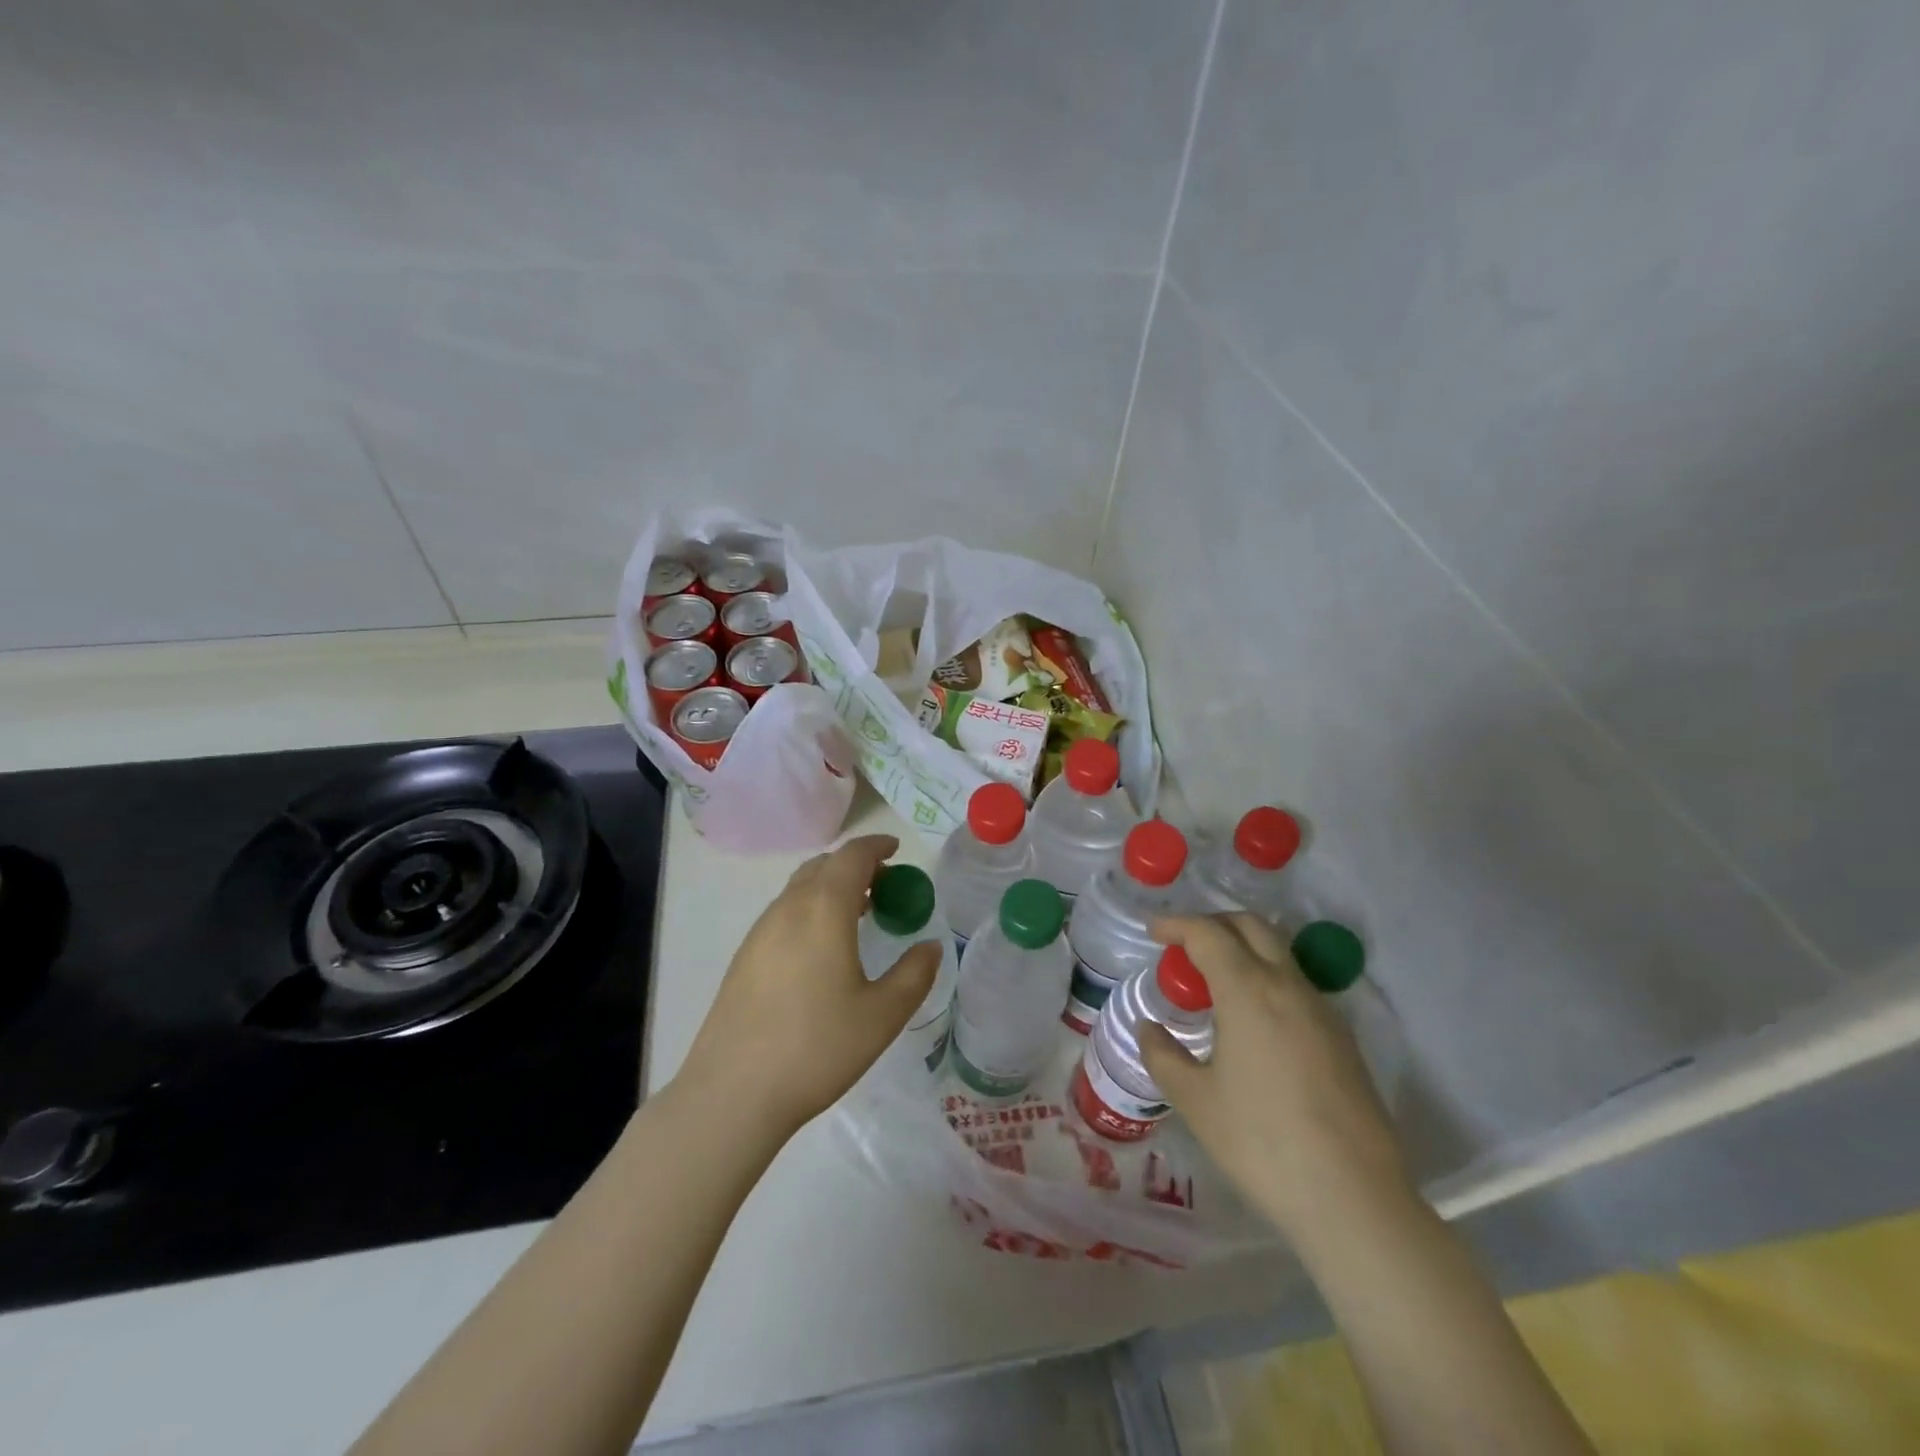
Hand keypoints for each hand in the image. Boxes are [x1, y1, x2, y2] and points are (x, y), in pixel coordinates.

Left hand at [675, 835, 939, 1140]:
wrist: (733, 1092)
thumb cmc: (817, 1048)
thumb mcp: (882, 1015)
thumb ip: (914, 974)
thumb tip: (930, 946)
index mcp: (824, 909)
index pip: (852, 856)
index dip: (876, 846)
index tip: (896, 850)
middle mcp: (788, 908)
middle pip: (823, 866)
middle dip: (855, 865)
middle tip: (884, 885)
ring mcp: (760, 931)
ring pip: (800, 889)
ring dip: (831, 887)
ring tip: (858, 914)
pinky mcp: (744, 956)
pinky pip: (784, 913)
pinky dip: (810, 909)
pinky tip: (822, 948)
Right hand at [1140, 914, 1412, 1247]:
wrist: (1355, 1199)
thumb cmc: (1262, 1144)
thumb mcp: (1196, 1101)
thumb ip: (1163, 1056)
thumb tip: (1149, 1029)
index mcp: (1249, 991)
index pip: (1208, 933)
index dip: (1177, 924)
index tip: (1153, 931)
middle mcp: (1289, 986)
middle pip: (1251, 926)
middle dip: (1213, 924)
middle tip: (1183, 946)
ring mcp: (1322, 1010)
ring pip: (1279, 952)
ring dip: (1243, 948)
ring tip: (1214, 982)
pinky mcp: (1342, 1037)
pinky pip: (1297, 984)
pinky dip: (1266, 976)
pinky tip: (1252, 1018)